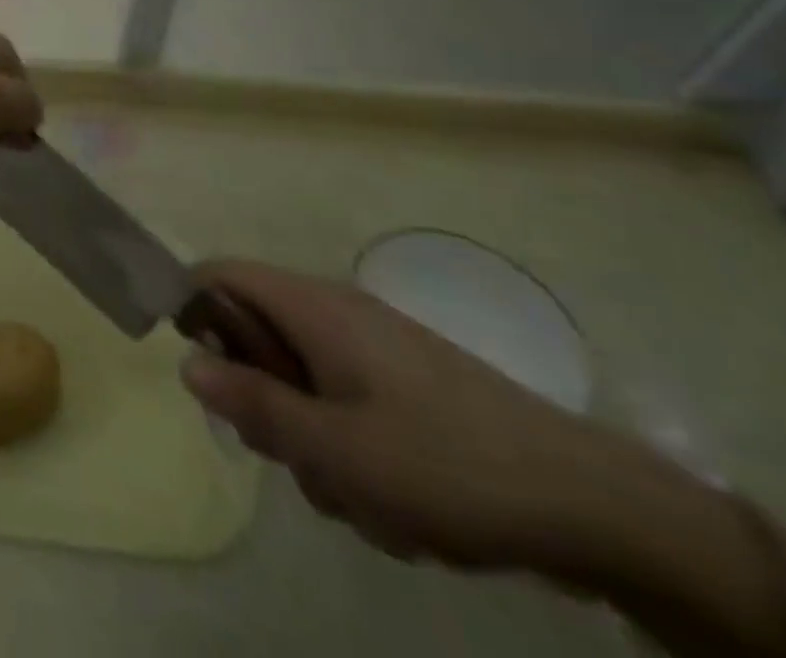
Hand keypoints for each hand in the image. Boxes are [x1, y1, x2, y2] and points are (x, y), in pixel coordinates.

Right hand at [180, 260, 629, 575]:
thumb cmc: (447, 466)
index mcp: (312, 306)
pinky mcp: (407, 390)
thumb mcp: (335, 449)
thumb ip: (252, 403)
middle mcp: (337, 315)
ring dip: (314, 446)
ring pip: (301, 386)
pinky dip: (353, 456)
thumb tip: (186, 364)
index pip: (218, 275)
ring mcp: (375, 352)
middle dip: (264, 403)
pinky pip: (346, 410)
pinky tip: (397, 505)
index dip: (191, 310)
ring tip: (362, 497)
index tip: (200, 374)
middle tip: (296, 455)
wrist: (599, 509)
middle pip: (257, 339)